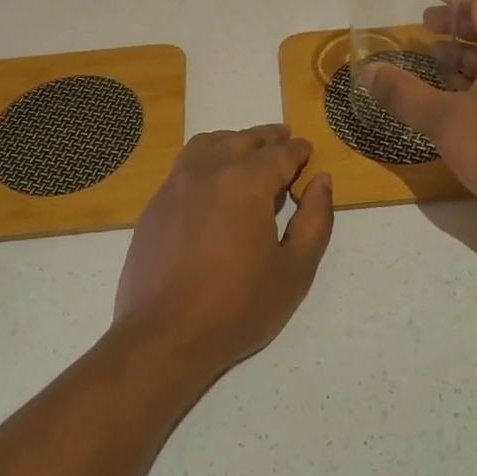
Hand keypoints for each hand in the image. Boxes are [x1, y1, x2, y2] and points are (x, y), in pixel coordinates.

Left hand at [113, 126, 334, 377]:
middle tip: (284, 140)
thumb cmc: (238, 307)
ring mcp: (175, 186)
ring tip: (248, 152)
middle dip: (268, 138)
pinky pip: (185, 165)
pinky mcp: (155, 205)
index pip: (280, 153)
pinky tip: (213, 181)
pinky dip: (206, 159)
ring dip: (234, 141)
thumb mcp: (295, 269)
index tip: (308, 151)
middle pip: (243, 140)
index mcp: (246, 182)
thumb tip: (321, 181)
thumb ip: (314, 219)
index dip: (298, 150)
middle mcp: (208, 171)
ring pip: (208, 144)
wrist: (164, 336)